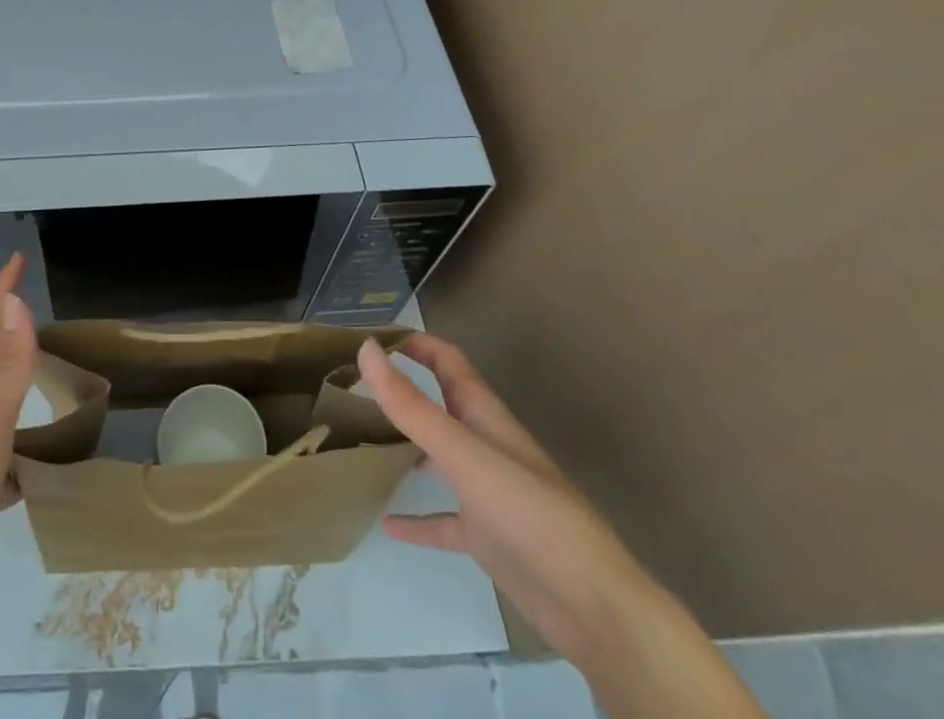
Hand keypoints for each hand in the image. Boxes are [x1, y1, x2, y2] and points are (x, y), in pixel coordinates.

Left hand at [0, 253, 36, 647]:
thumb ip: (4, 369)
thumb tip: (14, 301)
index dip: (1, 293)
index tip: (15, 258)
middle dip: (9, 331)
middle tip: (37, 311)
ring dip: (16, 387)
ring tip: (47, 379)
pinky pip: (3, 461)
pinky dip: (21, 453)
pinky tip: (36, 468)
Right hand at [356, 333, 642, 664]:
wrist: (593, 607)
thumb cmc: (529, 512)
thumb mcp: (463, 453)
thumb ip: (412, 405)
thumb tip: (365, 349)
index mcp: (483, 415)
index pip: (445, 360)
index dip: (413, 342)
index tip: (368, 337)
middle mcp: (482, 444)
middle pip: (437, 405)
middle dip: (399, 392)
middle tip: (350, 388)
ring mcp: (484, 492)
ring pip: (435, 457)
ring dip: (402, 448)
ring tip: (357, 443)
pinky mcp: (485, 536)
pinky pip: (441, 520)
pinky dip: (415, 519)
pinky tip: (386, 523)